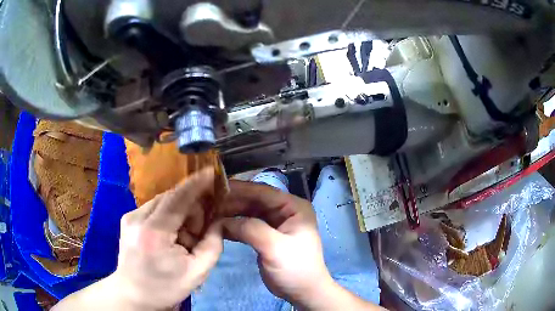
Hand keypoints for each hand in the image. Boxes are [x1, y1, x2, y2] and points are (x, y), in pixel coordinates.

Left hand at [111, 168, 222, 309]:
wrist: (133, 294)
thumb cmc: (165, 288)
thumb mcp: (197, 273)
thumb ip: (212, 245)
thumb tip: (218, 222)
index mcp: (154, 234)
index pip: (177, 199)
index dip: (196, 184)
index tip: (211, 172)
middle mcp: (137, 218)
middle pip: (171, 197)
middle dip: (191, 209)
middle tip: (199, 232)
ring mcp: (130, 216)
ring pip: (163, 201)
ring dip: (179, 213)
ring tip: (183, 238)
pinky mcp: (128, 218)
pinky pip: (155, 208)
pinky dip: (168, 216)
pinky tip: (170, 235)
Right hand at [218, 181, 336, 308]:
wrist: (303, 292)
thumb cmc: (295, 268)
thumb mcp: (275, 248)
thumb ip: (250, 229)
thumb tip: (223, 220)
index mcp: (293, 207)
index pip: (263, 192)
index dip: (239, 189)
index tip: (215, 188)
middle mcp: (284, 211)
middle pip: (254, 201)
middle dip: (231, 202)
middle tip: (207, 203)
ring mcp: (275, 223)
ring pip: (248, 212)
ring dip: (230, 214)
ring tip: (208, 214)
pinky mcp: (266, 236)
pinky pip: (247, 225)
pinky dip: (233, 226)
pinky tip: (217, 227)